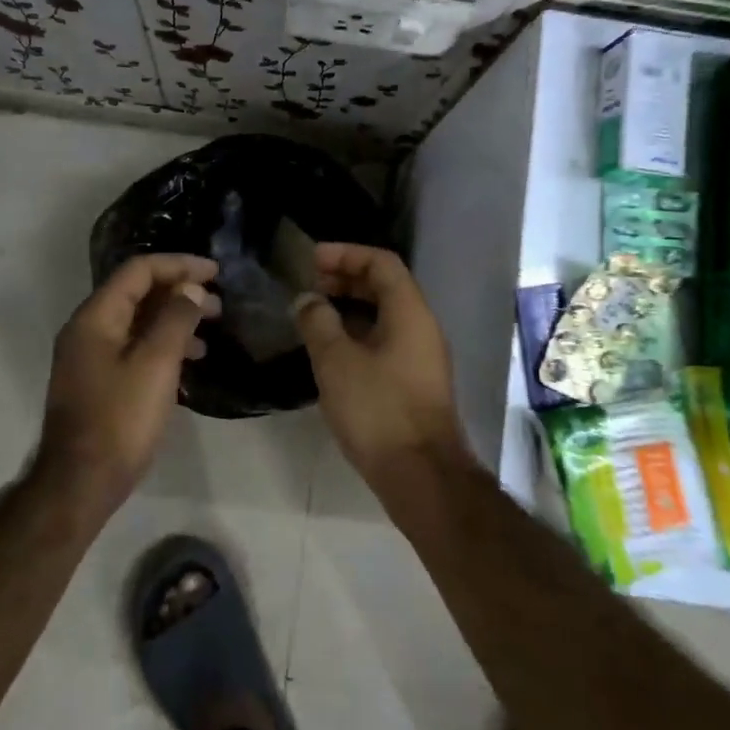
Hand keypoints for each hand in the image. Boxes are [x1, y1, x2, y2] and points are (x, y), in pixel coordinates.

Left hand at [37, 253, 219, 512]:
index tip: (215, 271)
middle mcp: (88, 330)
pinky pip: (135, 346)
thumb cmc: (120, 420)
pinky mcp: (100, 381)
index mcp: (96, 318)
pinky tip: (189, 359)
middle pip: (137, 292)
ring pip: (138, 321)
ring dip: (174, 317)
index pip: (139, 270)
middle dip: (179, 290)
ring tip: (210, 328)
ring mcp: (91, 357)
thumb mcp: (156, 365)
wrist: (81, 483)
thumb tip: (190, 288)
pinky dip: (163, 343)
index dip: (179, 264)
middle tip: (217, 303)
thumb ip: (175, 319)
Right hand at [293, 243, 466, 481]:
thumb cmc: (378, 409)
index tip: (311, 260)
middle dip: (346, 279)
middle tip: (309, 285)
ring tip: (313, 315)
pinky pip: (385, 342)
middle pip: (385, 287)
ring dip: (350, 309)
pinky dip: (358, 335)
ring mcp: (421, 357)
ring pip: (385, 316)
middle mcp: (422, 327)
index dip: (346, 254)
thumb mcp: (337, 361)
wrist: (421, 475)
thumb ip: (318, 322)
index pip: (382, 263)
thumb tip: (307, 300)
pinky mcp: (414, 383)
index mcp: (410, 312)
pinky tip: (330, 351)